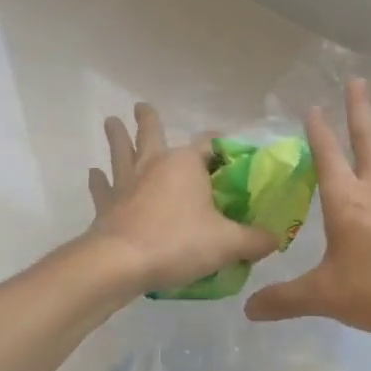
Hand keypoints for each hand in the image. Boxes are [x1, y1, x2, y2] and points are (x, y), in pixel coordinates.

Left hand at [85, 103, 279, 296]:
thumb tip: (275, 238)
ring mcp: (126, 183)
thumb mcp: (229, 244)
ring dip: (117, 137)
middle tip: (142, 106)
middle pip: (152, 134)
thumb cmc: (178, 244)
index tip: (231, 148)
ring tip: (111, 122)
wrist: (121, 263)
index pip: (210, 144)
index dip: (223, 145)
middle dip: (149, 120)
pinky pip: (102, 188)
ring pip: (121, 153)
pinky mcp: (107, 205)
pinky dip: (99, 181)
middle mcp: (154, 165)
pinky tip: (95, 174)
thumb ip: (255, 240)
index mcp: (186, 164)